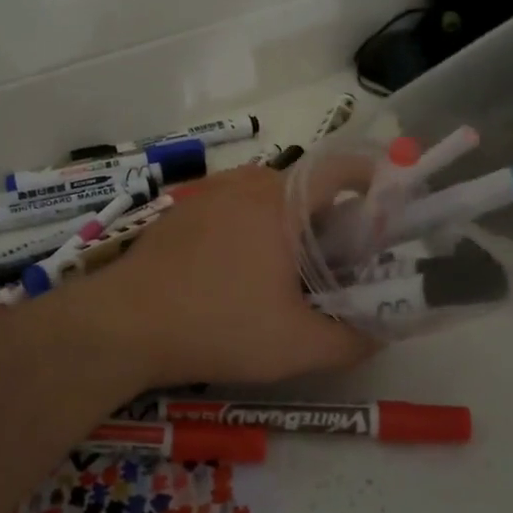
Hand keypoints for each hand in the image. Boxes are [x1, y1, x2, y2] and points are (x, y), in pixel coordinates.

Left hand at [77, 164, 376, 388]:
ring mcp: (207, 196)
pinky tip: (241, 276)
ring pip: (267, 199)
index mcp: (281, 200)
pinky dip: (253, 231)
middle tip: (342, 263)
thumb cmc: (218, 326)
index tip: (389, 208)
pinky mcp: (181, 215)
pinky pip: (232, 210)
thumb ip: (351, 340)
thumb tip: (379, 333)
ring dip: (290, 226)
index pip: (341, 166)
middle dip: (332, 218)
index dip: (374, 178)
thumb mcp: (297, 346)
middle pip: (305, 187)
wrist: (123, 325)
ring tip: (293, 274)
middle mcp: (245, 184)